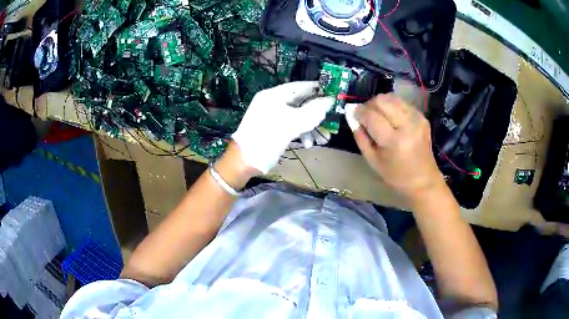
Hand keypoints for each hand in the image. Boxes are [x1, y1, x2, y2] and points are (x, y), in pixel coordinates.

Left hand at [232, 81, 333, 173]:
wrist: (245, 160)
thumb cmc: (267, 137)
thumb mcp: (293, 123)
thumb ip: (313, 110)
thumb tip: (330, 100)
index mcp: (274, 95)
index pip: (300, 86)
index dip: (317, 89)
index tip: (334, 93)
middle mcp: (273, 103)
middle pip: (301, 102)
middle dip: (317, 113)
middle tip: (332, 120)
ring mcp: (273, 116)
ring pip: (298, 116)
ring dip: (312, 126)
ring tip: (324, 138)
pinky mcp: (275, 129)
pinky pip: (292, 126)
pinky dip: (302, 133)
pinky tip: (309, 144)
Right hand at [346, 94, 443, 198]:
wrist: (424, 180)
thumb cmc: (396, 175)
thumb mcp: (373, 161)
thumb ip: (361, 137)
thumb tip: (352, 117)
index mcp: (394, 141)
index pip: (371, 116)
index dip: (359, 112)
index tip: (353, 114)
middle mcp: (407, 125)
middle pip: (382, 100)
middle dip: (369, 104)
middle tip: (366, 115)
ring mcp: (417, 119)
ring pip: (392, 97)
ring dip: (381, 103)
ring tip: (378, 115)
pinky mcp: (422, 117)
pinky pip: (402, 103)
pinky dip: (392, 106)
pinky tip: (391, 118)